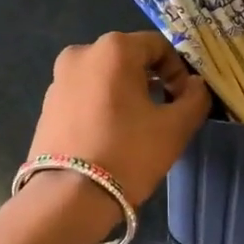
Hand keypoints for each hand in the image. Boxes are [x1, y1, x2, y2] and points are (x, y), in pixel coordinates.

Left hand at [26, 31, 209, 204]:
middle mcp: (81, 53)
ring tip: (135, 130)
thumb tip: (196, 86)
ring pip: (104, 79)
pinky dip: (101, 108)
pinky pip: (84, 97)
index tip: (183, 101)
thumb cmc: (129, 153)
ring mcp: (58, 80)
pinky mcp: (47, 106)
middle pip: (129, 60)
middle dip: (151, 82)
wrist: (69, 197)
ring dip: (125, 95)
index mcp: (114, 49)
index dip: (178, 71)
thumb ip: (195, 98)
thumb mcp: (176, 127)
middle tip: (163, 115)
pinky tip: (109, 139)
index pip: (158, 46)